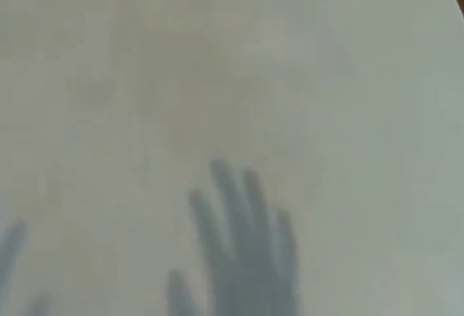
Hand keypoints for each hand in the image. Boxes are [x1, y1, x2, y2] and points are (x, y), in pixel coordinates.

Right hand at [167, 161, 296, 315]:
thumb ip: (184, 312)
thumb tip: (173, 272)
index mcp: (231, 290)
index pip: (213, 241)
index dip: (203, 214)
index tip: (193, 190)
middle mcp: (256, 280)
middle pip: (241, 225)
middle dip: (229, 192)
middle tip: (217, 162)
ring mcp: (277, 286)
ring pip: (266, 232)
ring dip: (257, 201)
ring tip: (249, 172)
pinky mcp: (290, 297)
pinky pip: (289, 258)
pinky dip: (285, 234)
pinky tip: (282, 212)